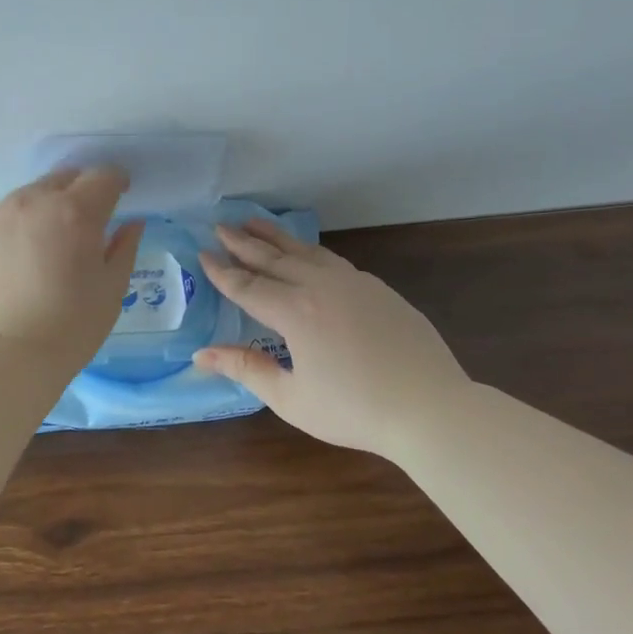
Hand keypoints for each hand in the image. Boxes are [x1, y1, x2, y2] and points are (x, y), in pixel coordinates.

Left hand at [0, 167, 144, 374]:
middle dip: (80, 190)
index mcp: (75, 211)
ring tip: (49, 241)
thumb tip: (131, 224)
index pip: (102, 176)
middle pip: (61, 178)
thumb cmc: (70, 327)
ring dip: (45, 207)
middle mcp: (32, 203)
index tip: (121, 195)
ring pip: (26, 197)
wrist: (2, 359)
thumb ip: (123, 249)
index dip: (117, 182)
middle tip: (87, 219)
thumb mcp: (111, 291)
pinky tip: (18, 263)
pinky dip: (15, 231)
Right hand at [192, 219, 470, 456]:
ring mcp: (355, 284)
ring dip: (277, 237)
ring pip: (307, 252)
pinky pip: (334, 261)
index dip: (222, 271)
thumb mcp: (290, 398)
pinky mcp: (379, 290)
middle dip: (244, 243)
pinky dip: (310, 251)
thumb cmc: (354, 410)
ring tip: (255, 223)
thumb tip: (201, 355)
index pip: (248, 286)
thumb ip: (246, 369)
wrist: (431, 409)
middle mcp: (322, 287)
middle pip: (275, 259)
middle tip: (221, 225)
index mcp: (296, 313)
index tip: (202, 253)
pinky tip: (306, 253)